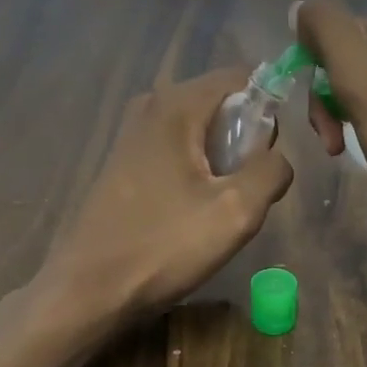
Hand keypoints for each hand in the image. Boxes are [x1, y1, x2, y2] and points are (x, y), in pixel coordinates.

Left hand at [44, 68, 293, 316]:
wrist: (89, 289)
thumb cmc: (164, 246)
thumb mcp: (236, 211)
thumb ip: (271, 171)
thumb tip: (277, 158)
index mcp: (176, 105)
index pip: (242, 78)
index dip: (272, 108)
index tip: (275, 156)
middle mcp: (150, 106)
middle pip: (221, 104)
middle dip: (247, 141)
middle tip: (249, 192)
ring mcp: (132, 135)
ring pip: (200, 132)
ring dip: (223, 162)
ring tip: (222, 208)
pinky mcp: (124, 163)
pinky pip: (177, 152)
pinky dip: (197, 173)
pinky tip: (193, 214)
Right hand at [296, 0, 366, 243]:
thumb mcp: (363, 87)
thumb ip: (329, 35)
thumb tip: (301, 6)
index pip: (337, 40)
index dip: (318, 85)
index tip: (325, 131)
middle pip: (356, 63)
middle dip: (336, 104)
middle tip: (335, 148)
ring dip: (354, 119)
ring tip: (356, 154)